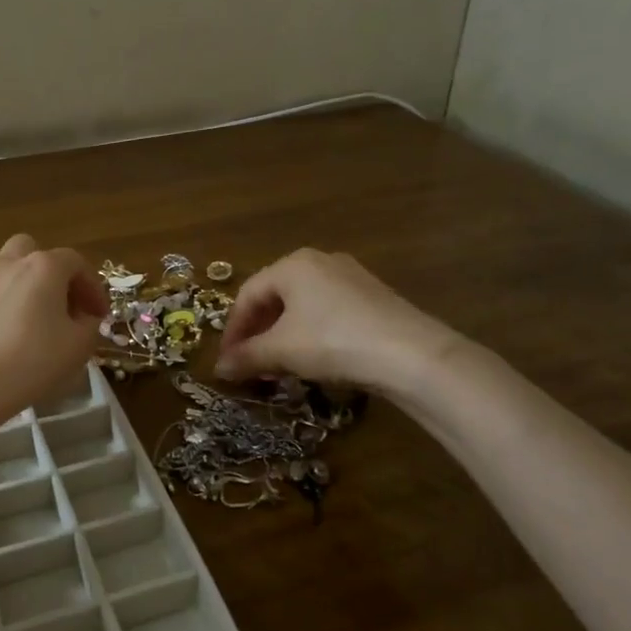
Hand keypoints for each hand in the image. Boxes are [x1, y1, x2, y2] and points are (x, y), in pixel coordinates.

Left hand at [0, 235, 107, 419]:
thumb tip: (85, 318)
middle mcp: (9, 264)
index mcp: (44, 268)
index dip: (92, 286)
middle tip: (59, 302)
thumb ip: (90, 324)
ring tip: (26, 306)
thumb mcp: (79, 346)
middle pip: (32, 250)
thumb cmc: (33, 361)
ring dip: (17, 276)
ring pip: (0, 261)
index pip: (76, 263)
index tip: (98, 314)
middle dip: (49, 270)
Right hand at [214, 249, 461, 389]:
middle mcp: (320, 261)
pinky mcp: (373, 297)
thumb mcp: (282, 351)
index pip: (247, 295)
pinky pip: (327, 312)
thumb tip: (219, 369)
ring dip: (282, 336)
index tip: (227, 361)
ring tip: (278, 366)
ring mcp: (350, 277)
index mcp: (292, 264)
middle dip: (258, 333)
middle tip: (250, 364)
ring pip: (302, 306)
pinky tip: (313, 359)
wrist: (411, 354)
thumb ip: (247, 357)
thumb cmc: (333, 341)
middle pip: (275, 297)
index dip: (232, 330)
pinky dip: (310, 333)